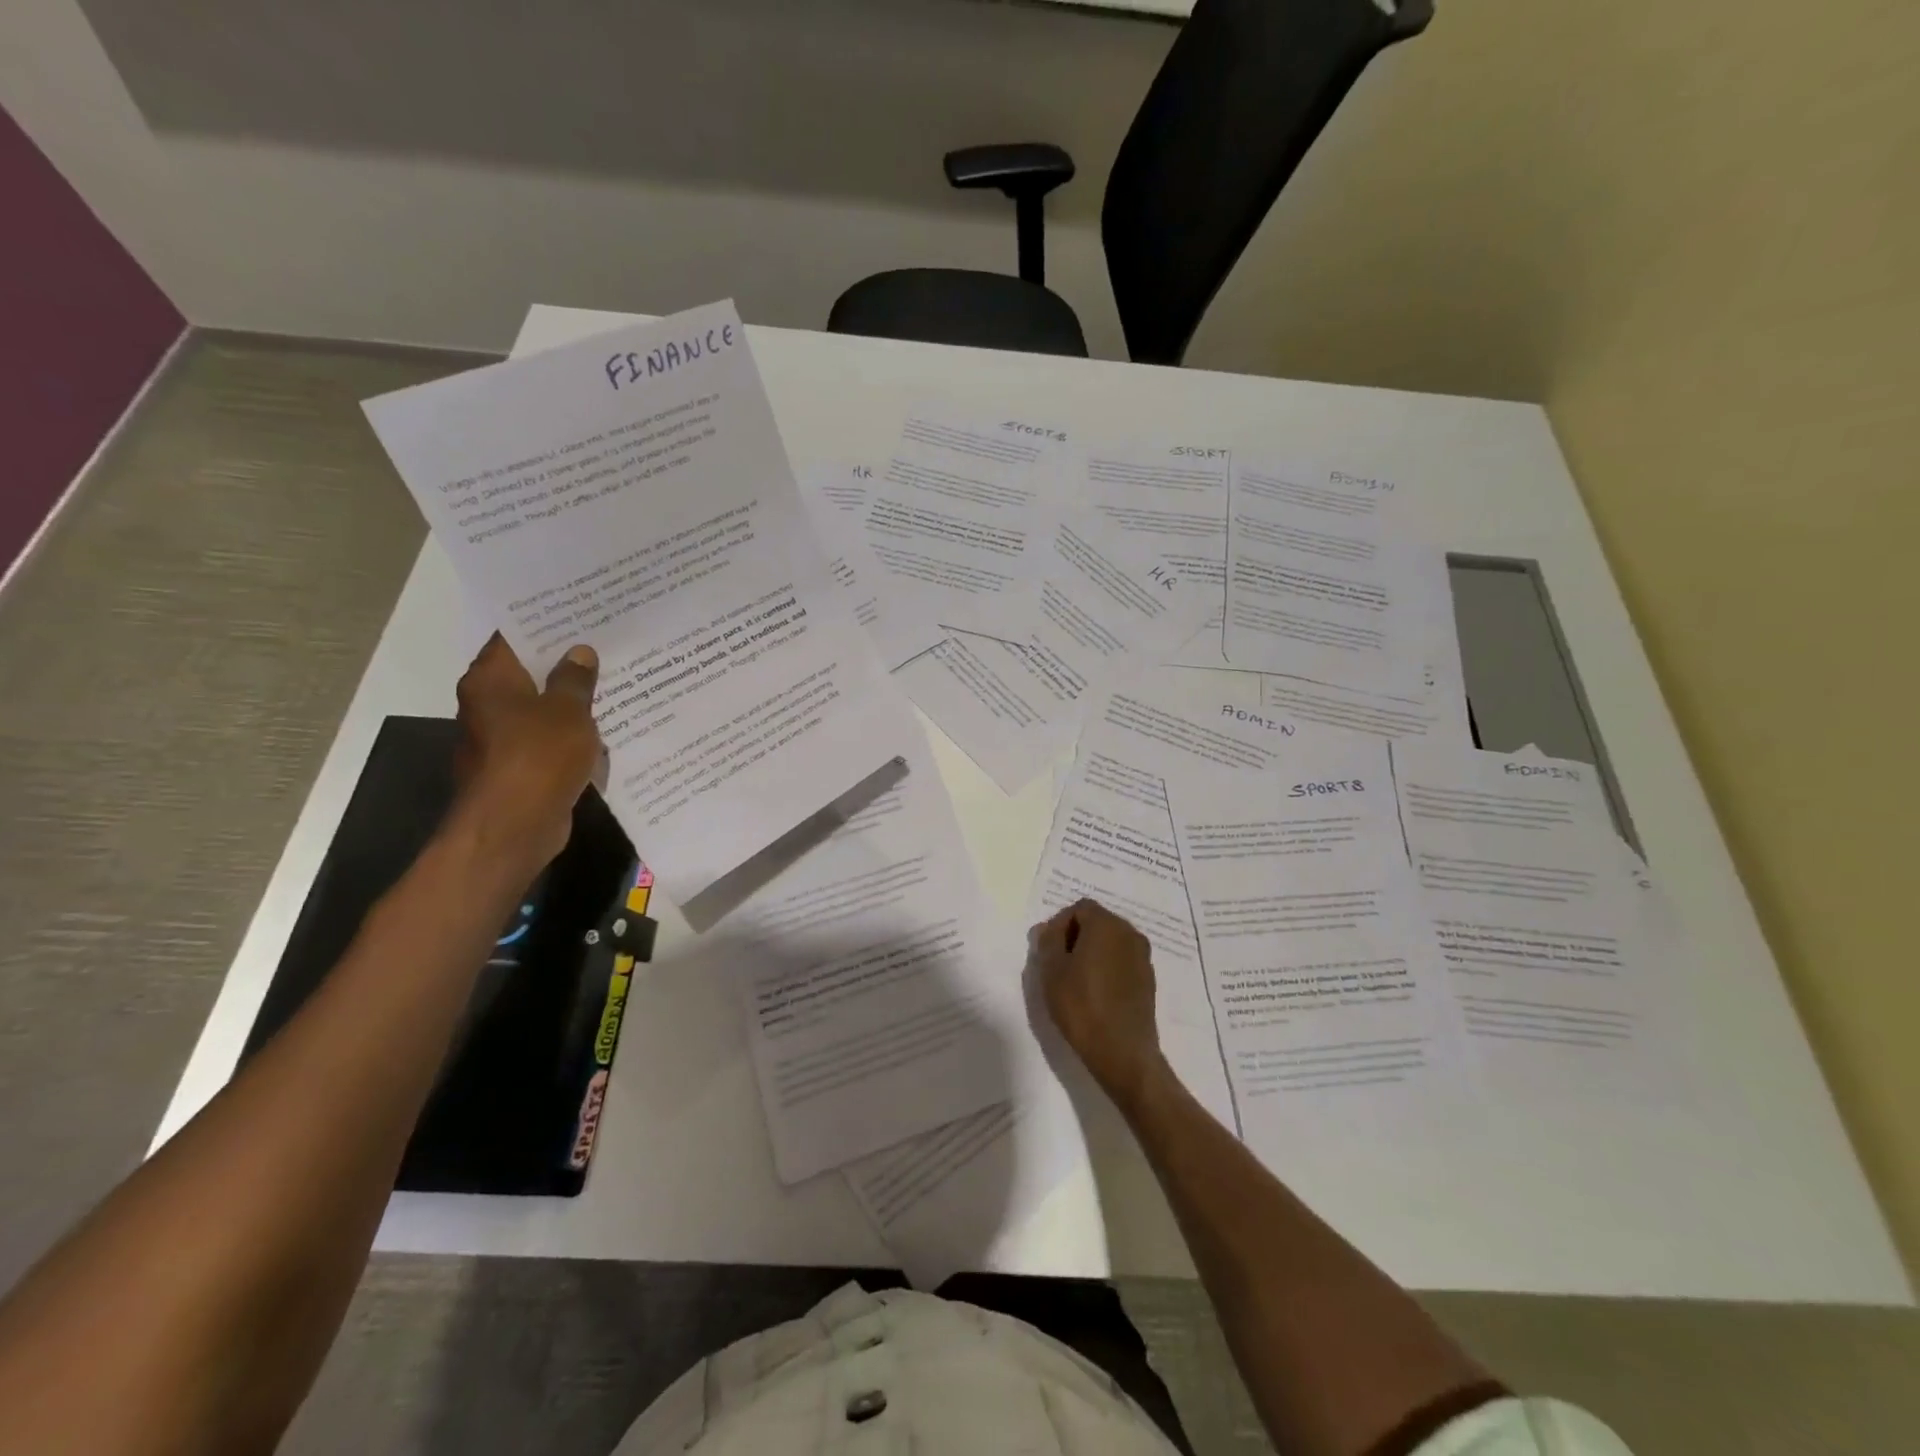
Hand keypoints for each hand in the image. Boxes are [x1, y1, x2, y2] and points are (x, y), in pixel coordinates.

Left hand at [453, 634, 602, 870]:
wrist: (514, 826)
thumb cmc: (538, 757)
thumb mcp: (568, 711)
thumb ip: (576, 680)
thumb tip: (580, 652)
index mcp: (490, 680)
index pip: (513, 637)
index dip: (545, 625)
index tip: (578, 614)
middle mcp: (486, 704)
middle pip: (527, 673)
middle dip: (564, 663)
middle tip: (606, 645)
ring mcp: (500, 738)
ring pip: (540, 708)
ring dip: (570, 701)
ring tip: (615, 684)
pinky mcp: (518, 767)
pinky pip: (548, 740)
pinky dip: (571, 734)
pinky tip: (605, 730)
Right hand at [1030, 898, 1164, 1109]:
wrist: (1122, 1052)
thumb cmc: (1081, 1006)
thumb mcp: (1052, 971)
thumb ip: (1048, 941)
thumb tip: (1048, 928)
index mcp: (1106, 924)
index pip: (1079, 908)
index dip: (1059, 924)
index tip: (1047, 950)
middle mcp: (1129, 933)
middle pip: (1097, 922)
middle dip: (1076, 936)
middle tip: (1057, 964)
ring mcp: (1142, 957)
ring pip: (1111, 943)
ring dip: (1092, 952)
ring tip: (1075, 980)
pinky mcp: (1148, 980)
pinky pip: (1122, 961)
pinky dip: (1107, 968)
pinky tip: (1095, 993)